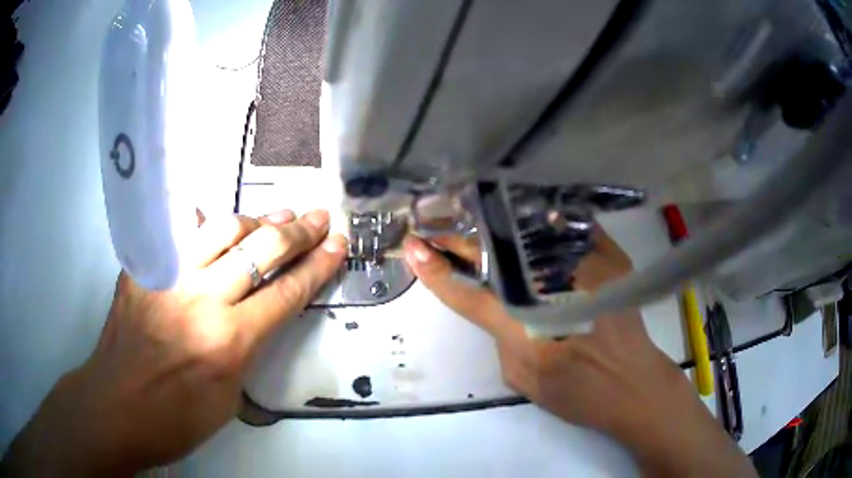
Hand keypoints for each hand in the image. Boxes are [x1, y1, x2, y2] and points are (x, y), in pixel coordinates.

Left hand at [2, 209, 345, 475]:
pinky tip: (220, 223)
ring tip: (280, 215)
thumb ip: (246, 348)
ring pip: (222, 229)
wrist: (116, 406)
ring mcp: (167, 277)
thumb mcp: (228, 398)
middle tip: (319, 217)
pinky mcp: (142, 269)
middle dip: (297, 233)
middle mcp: (200, 299)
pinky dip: (206, 225)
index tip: (337, 245)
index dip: (317, 267)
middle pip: (259, 251)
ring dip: (257, 220)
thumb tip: (259, 314)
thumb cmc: (176, 419)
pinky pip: (179, 234)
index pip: (285, 293)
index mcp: (227, 342)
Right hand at [403, 231, 755, 476]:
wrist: (634, 385)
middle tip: (437, 228)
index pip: (468, 291)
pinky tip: (525, 215)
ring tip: (471, 215)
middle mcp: (552, 285)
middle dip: (461, 239)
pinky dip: (542, 220)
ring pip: (529, 231)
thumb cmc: (577, 391)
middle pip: (495, 253)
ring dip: (496, 224)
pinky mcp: (608, 256)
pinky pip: (569, 227)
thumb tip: (497, 300)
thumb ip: (500, 334)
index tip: (412, 247)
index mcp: (524, 324)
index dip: (436, 269)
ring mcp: (585, 264)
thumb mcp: (522, 376)